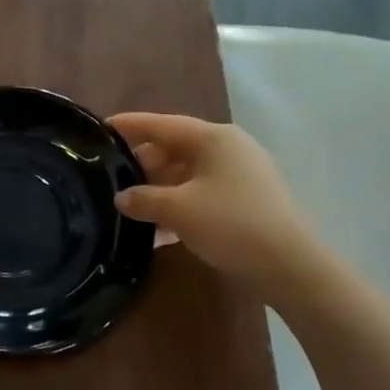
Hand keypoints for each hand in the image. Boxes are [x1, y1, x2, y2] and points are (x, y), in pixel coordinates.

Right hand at [110, 112, 326, 298]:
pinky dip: (178, 205)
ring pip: (187, 174)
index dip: (129, 126)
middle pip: (174, 148)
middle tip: (110, 177)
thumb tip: (122, 198)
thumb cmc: (230, 224)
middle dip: (142, 163)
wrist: (289, 265)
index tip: (100, 128)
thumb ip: (143, 199)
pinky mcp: (245, 201)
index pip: (161, 124)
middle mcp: (228, 149)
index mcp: (212, 138)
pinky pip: (201, 194)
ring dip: (158, 188)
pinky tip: (157, 228)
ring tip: (128, 205)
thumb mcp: (177, 209)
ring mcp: (240, 175)